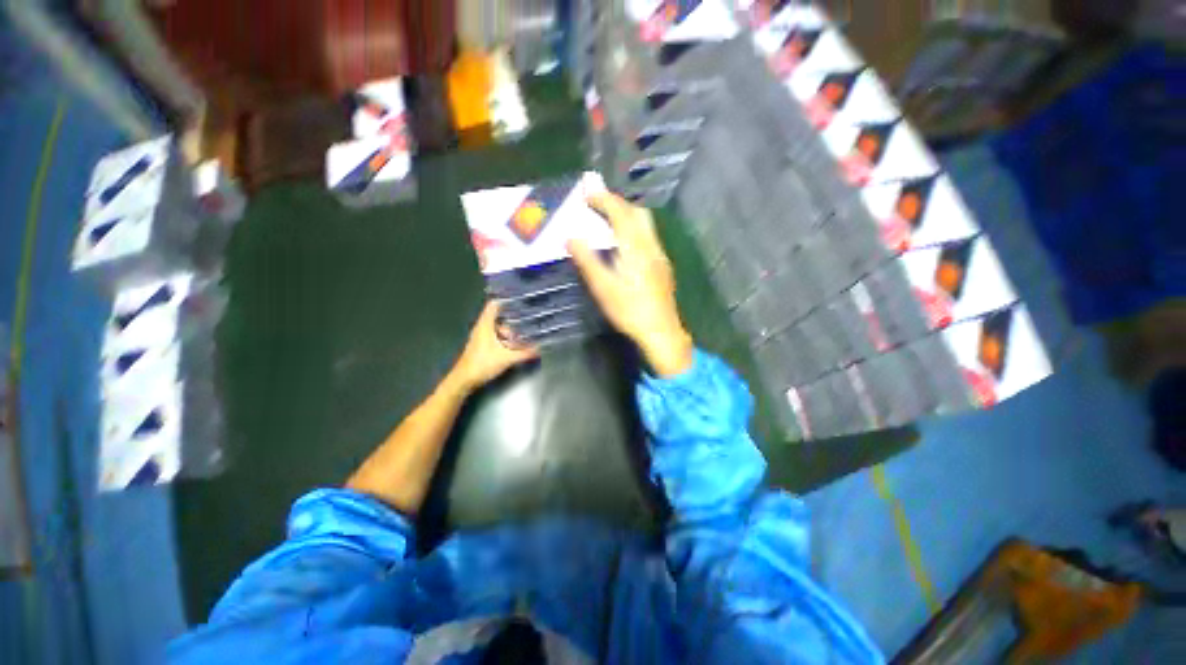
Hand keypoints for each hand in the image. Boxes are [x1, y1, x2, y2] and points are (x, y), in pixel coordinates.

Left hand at [451, 302, 538, 392]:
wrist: (464, 379)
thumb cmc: (483, 363)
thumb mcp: (507, 358)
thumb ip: (524, 353)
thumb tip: (540, 348)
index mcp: (485, 325)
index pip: (494, 305)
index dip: (505, 300)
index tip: (519, 299)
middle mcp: (482, 328)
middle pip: (499, 317)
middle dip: (513, 319)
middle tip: (528, 319)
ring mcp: (481, 337)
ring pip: (498, 328)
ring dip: (510, 331)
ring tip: (525, 334)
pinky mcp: (482, 346)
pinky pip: (496, 337)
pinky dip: (505, 338)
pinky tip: (515, 345)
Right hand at [568, 193, 693, 376]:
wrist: (661, 331)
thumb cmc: (629, 311)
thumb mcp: (603, 288)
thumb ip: (587, 261)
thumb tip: (571, 237)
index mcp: (635, 248)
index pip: (620, 213)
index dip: (603, 200)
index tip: (587, 194)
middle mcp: (651, 246)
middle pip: (638, 213)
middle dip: (617, 203)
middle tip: (597, 206)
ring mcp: (660, 256)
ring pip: (646, 225)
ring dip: (627, 216)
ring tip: (608, 224)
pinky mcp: (663, 266)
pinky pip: (649, 237)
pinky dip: (634, 231)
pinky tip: (625, 247)